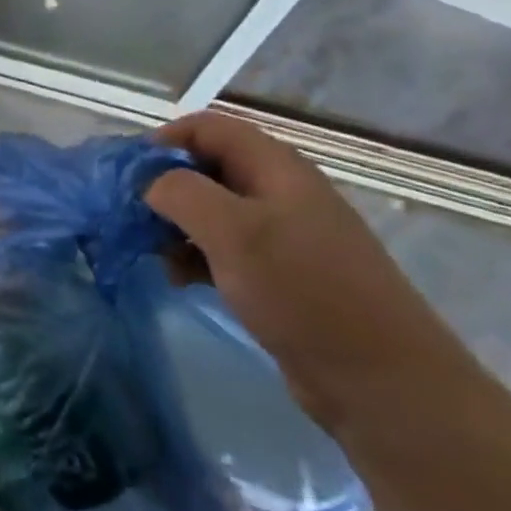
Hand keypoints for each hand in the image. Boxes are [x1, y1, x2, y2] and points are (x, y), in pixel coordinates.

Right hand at [145, 112, 475, 432]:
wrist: (383, 383)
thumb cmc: (304, 292)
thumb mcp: (233, 232)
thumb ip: (180, 192)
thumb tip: (148, 182)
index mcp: (275, 167)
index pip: (207, 127)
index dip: (163, 140)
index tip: (128, 174)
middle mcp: (278, 192)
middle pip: (205, 167)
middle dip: (163, 186)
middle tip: (130, 214)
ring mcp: (281, 235)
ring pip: (210, 210)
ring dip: (174, 224)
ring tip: (150, 252)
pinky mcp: (279, 275)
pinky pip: (223, 249)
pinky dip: (193, 256)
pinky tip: (176, 279)